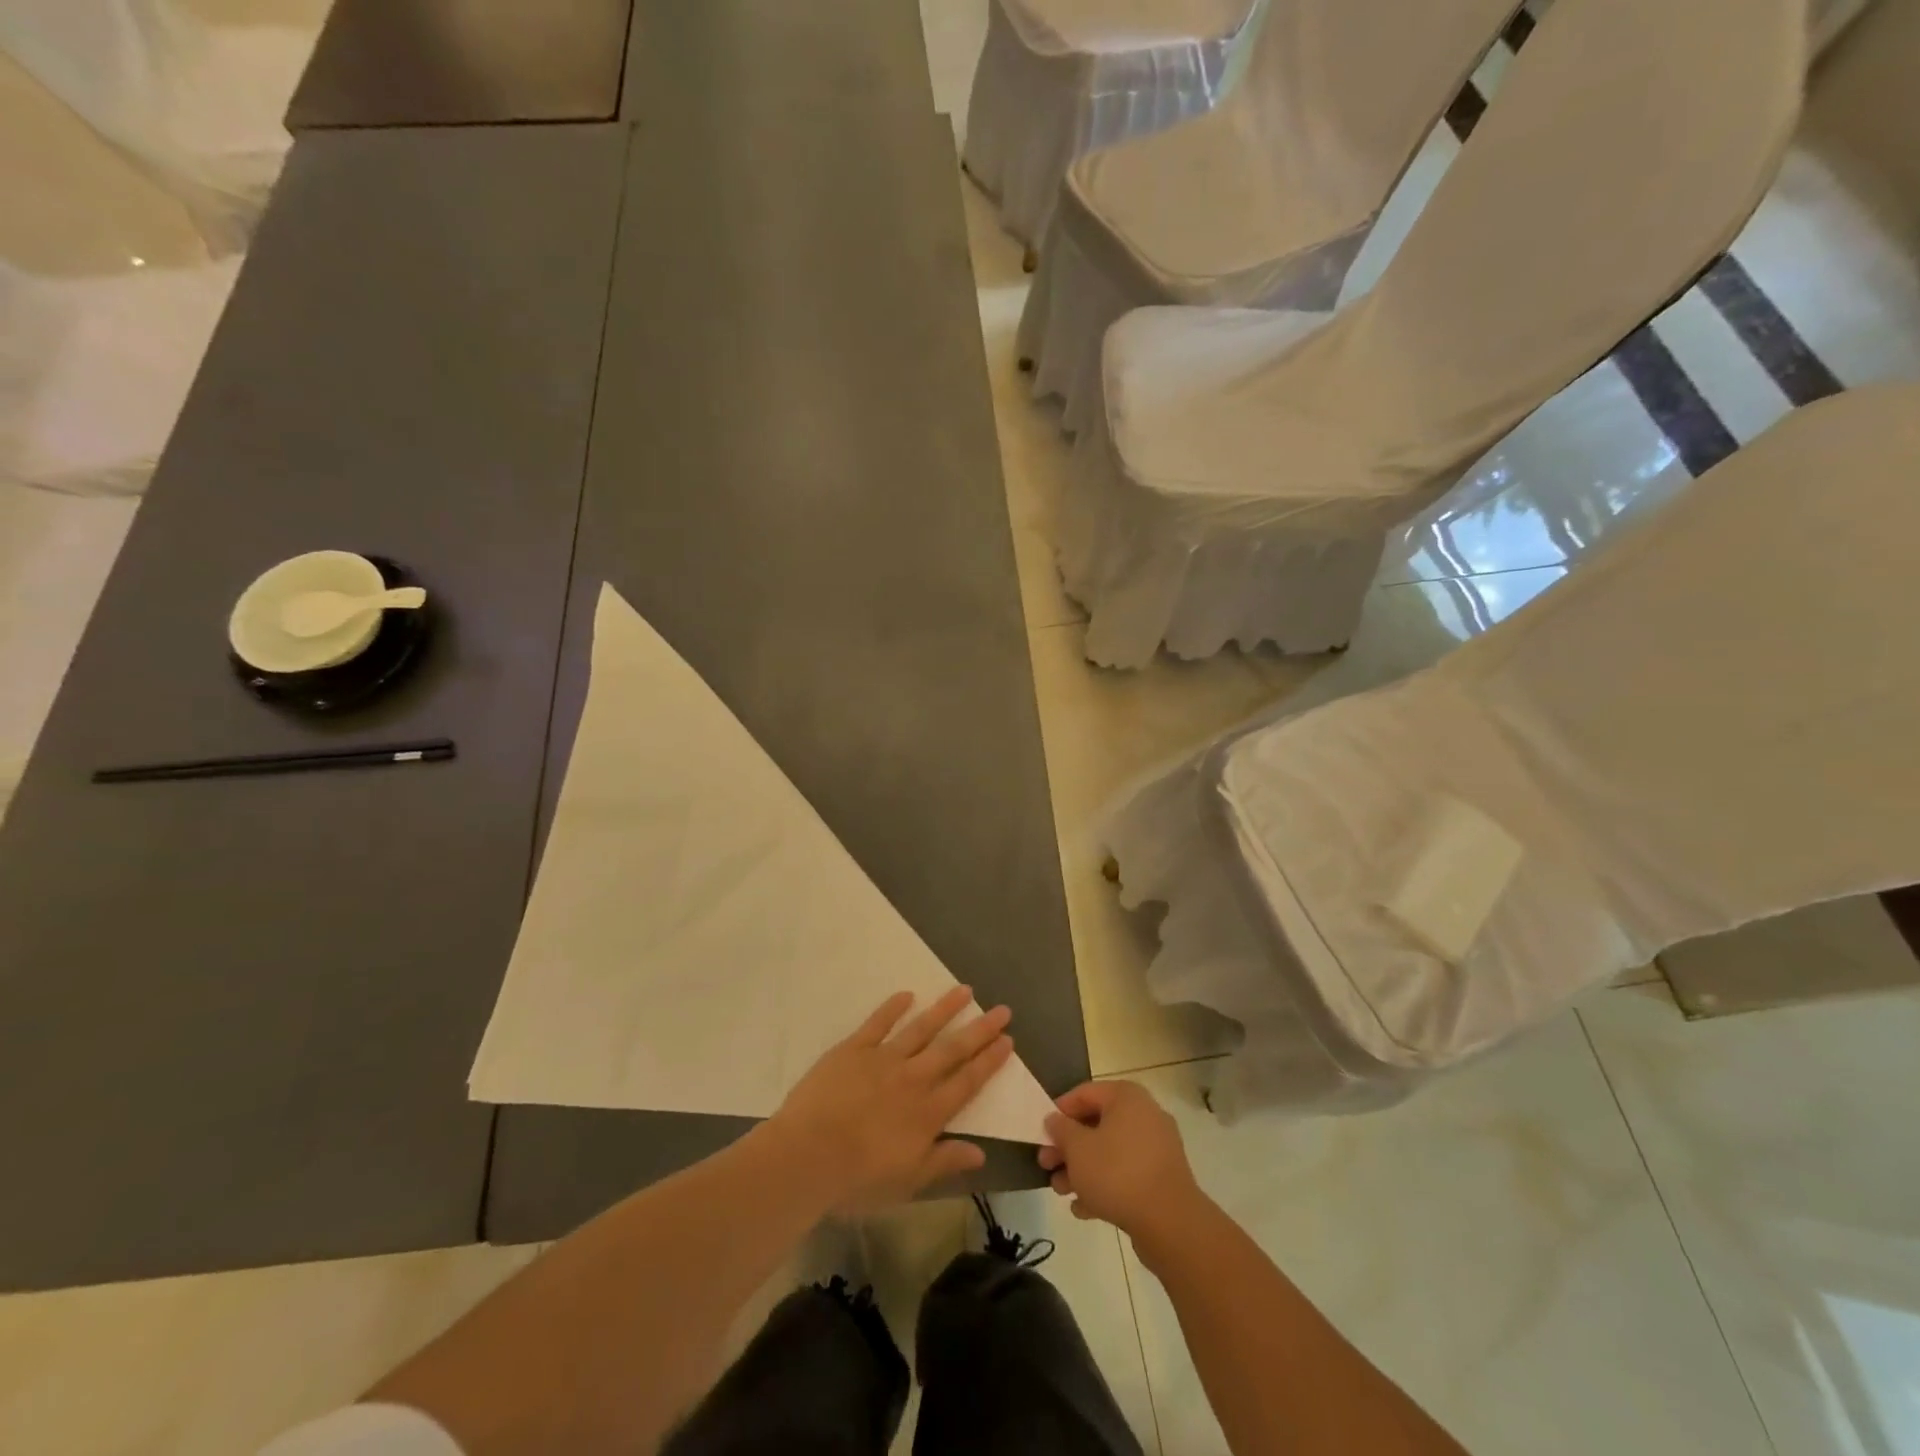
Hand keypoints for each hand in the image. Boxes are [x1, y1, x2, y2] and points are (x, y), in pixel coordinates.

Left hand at [770, 988, 1013, 1213]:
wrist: (807, 1156)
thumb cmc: (857, 1179)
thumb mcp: (908, 1182)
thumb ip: (944, 1161)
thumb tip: (981, 1152)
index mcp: (928, 1113)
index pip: (967, 1082)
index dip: (989, 1061)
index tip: (1008, 1040)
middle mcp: (913, 1079)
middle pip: (953, 1049)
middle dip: (980, 1029)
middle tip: (1002, 1010)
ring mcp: (883, 1059)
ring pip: (921, 1028)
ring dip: (945, 1009)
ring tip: (965, 990)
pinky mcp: (854, 1049)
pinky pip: (878, 1023)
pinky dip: (893, 1008)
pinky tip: (907, 995)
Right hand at [1039, 1081, 1206, 1240]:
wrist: (1170, 1223)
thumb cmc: (1117, 1173)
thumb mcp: (1078, 1148)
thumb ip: (1061, 1130)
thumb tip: (1054, 1119)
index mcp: (1127, 1097)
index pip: (1084, 1093)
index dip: (1059, 1111)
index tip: (1042, 1133)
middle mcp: (1145, 1115)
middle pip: (1096, 1125)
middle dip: (1068, 1147)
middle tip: (1046, 1165)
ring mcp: (1157, 1148)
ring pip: (1110, 1152)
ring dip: (1082, 1169)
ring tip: (1061, 1191)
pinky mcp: (1162, 1178)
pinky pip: (1126, 1174)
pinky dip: (1105, 1185)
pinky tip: (1083, 1208)